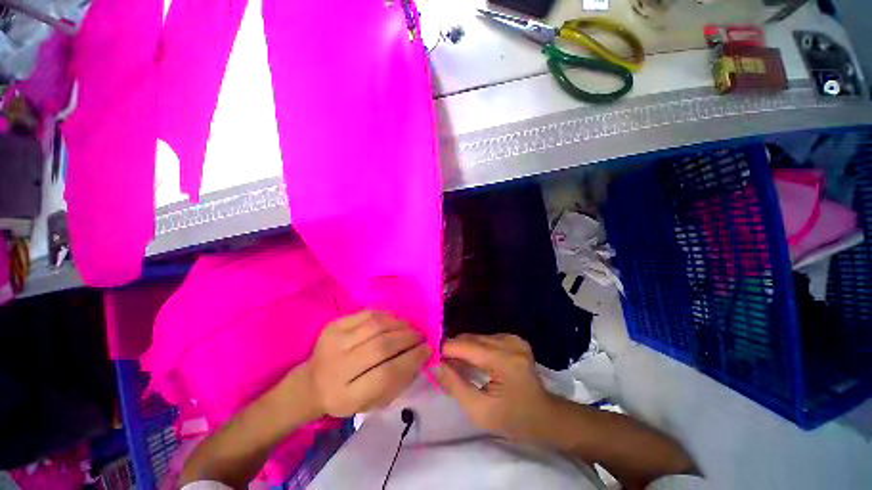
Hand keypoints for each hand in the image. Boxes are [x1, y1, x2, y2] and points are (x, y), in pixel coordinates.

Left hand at [307, 310, 430, 417]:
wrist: (312, 383)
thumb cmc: (348, 396)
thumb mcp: (373, 402)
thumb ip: (398, 381)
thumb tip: (421, 355)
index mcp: (346, 397)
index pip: (386, 375)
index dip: (412, 359)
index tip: (428, 350)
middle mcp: (337, 368)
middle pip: (381, 347)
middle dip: (408, 338)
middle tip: (420, 337)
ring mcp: (333, 342)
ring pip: (376, 326)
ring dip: (400, 325)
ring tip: (410, 328)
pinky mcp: (333, 325)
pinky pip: (368, 313)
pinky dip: (387, 316)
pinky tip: (395, 322)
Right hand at [436, 334, 558, 444]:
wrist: (546, 417)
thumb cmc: (513, 420)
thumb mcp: (480, 411)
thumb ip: (455, 386)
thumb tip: (435, 365)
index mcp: (503, 360)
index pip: (465, 345)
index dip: (445, 350)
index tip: (432, 359)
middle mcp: (509, 342)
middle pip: (471, 338)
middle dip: (454, 350)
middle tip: (443, 367)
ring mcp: (513, 338)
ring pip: (477, 337)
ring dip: (464, 349)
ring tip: (457, 366)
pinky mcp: (514, 339)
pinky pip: (486, 339)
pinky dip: (475, 348)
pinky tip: (474, 362)